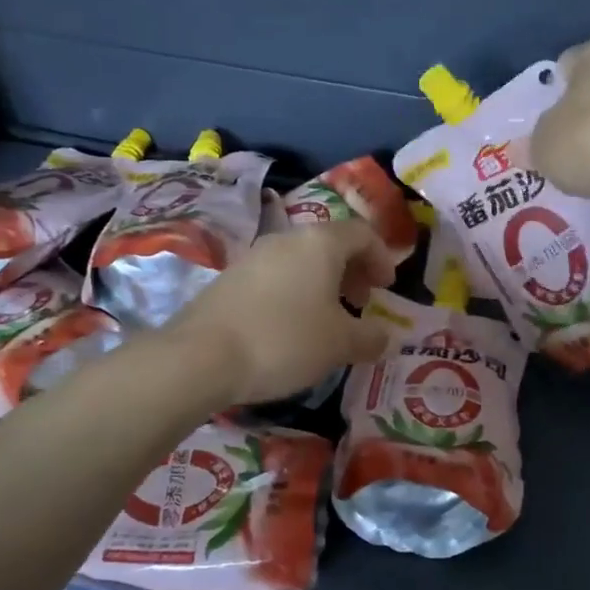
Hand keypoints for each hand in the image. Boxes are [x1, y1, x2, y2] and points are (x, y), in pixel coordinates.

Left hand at [168, 219, 397, 403]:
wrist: (202, 356)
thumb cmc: (285, 340)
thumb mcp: (339, 344)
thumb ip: (370, 337)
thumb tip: (387, 337)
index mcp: (320, 242)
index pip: (362, 233)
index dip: (382, 258)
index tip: (387, 288)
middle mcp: (286, 239)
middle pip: (330, 244)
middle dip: (352, 270)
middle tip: (361, 302)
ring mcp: (253, 256)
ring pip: (300, 261)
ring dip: (322, 283)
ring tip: (327, 319)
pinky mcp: (229, 279)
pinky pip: (275, 277)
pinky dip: (294, 293)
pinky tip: (290, 327)